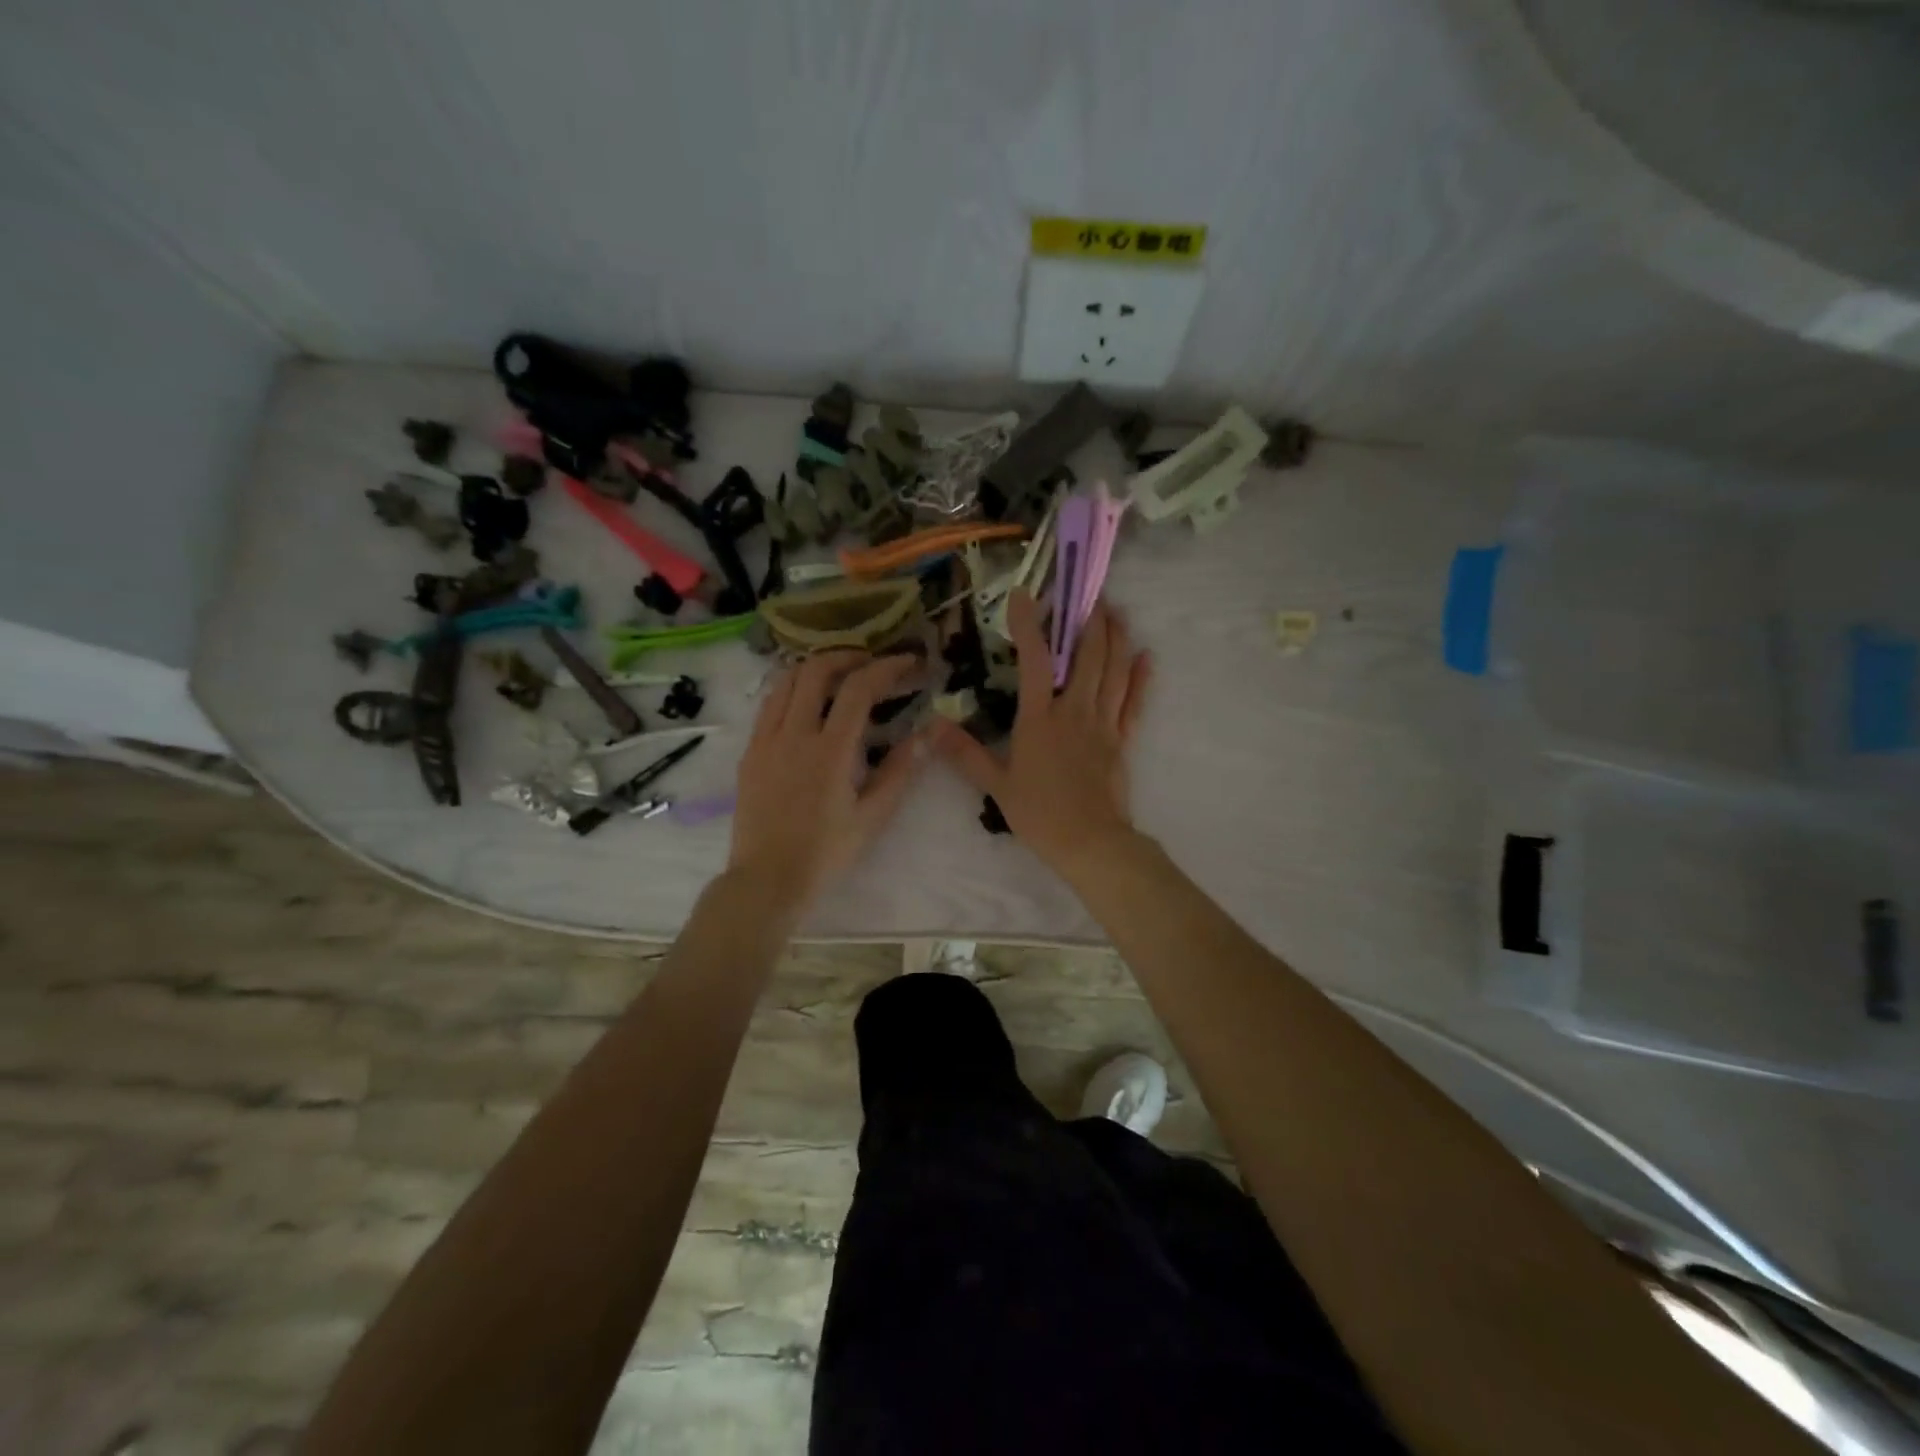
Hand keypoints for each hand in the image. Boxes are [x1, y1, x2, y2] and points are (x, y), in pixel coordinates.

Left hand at [727, 651, 927, 911]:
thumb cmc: (826, 852)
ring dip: (814, 668)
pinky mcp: (750, 752)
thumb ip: (900, 770)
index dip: (886, 667)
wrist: (768, 879)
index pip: (859, 688)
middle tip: (870, 663)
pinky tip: (806, 705)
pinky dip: (791, 690)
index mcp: (830, 751)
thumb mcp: (873, 816)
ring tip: (838, 676)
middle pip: (815, 670)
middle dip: (847, 656)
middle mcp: (794, 734)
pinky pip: (769, 705)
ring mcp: (766, 740)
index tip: (907, 662)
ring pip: (785, 681)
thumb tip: (929, 733)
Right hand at [934, 591, 1151, 875]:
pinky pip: (1134, 702)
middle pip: (1087, 655)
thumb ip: (965, 752)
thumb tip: (932, 725)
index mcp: (1039, 718)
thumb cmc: (1040, 814)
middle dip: (1089, 620)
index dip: (1028, 625)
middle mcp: (1074, 711)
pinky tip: (1147, 656)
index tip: (1024, 594)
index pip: (1033, 661)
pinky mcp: (1122, 740)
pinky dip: (1141, 678)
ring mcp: (1102, 724)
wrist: (1090, 842)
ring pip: (1113, 671)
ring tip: (1116, 611)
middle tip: (1089, 592)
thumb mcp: (995, 785)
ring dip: (1116, 638)